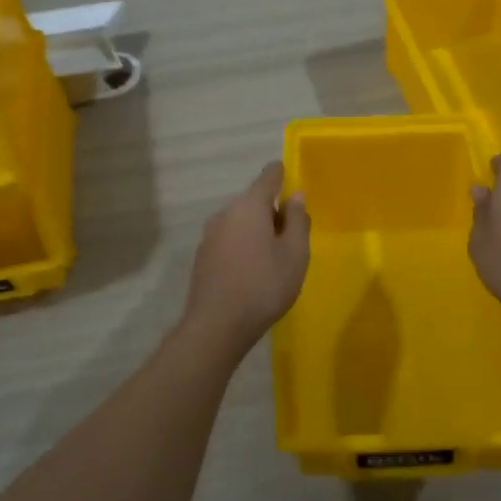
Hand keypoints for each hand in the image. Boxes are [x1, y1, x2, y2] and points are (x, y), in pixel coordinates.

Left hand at [180, 162, 309, 359]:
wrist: (216, 326)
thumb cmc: (263, 286)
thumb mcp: (294, 254)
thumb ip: (297, 221)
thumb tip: (296, 195)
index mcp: (249, 206)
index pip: (268, 176)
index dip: (283, 174)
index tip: (295, 183)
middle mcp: (225, 212)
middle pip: (254, 200)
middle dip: (273, 210)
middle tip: (292, 237)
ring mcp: (210, 234)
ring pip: (240, 221)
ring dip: (257, 230)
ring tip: (274, 258)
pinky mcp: (202, 255)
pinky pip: (229, 239)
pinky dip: (243, 245)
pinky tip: (252, 271)